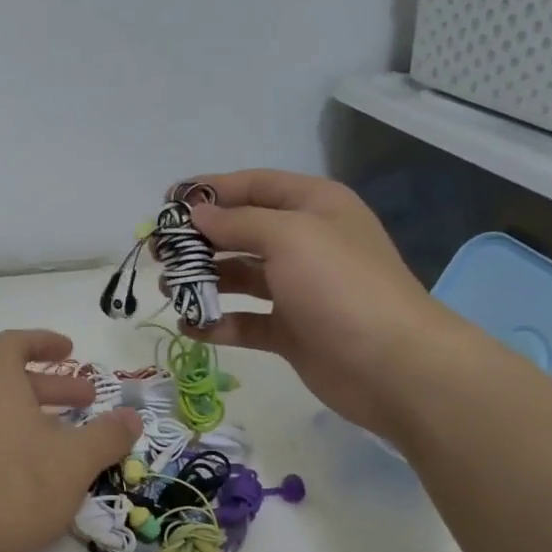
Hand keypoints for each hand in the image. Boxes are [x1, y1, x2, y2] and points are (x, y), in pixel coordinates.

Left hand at [0, 331, 141, 551]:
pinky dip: (17, 441)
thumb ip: (108, 435)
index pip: (12, 343)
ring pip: (1, 414)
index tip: (71, 351)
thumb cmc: (18, 489)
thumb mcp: (76, 461)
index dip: (43, 341)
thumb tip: (131, 418)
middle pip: (11, 381)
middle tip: (88, 403)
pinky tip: (39, 473)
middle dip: (54, 387)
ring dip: (37, 418)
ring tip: (70, 442)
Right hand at [186, 170, 482, 439]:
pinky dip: (217, 323)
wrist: (392, 365)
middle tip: (159, 253)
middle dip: (199, 240)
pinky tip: (190, 327)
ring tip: (167, 290)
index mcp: (313, 207)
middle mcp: (305, 243)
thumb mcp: (289, 236)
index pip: (253, 186)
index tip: (167, 203)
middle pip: (241, 232)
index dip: (210, 191)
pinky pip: (245, 320)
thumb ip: (237, 222)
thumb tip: (197, 214)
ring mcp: (297, 289)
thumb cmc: (340, 286)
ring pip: (239, 277)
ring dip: (203, 281)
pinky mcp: (290, 331)